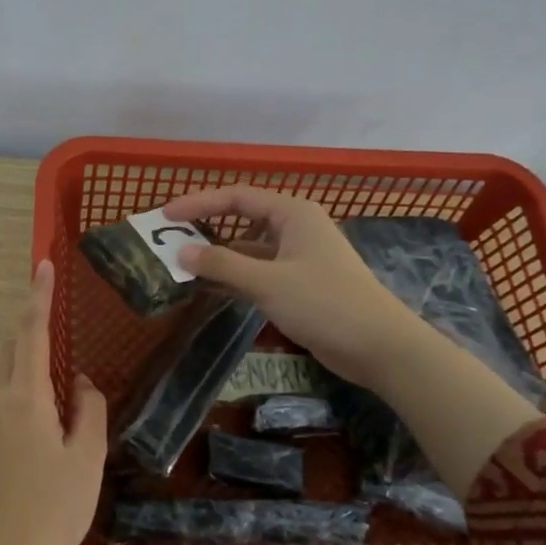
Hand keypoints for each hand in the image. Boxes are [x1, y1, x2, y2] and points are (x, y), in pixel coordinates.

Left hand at [0, 260, 107, 544]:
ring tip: (54, 405)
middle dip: (30, 338)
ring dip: (22, 374)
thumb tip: (79, 382)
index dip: (38, 296)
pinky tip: (34, 439)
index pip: (31, 332)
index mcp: (23, 397)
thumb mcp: (86, 459)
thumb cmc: (52, 508)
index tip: (42, 264)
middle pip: (8, 352)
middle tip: (60, 352)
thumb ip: (89, 410)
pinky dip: (13, 402)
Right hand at [164, 184, 415, 382]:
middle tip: (170, 241)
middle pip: (242, 220)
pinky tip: (208, 289)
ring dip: (218, 259)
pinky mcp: (299, 286)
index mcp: (292, 214)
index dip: (199, 203)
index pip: (237, 197)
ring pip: (248, 251)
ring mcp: (298, 259)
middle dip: (206, 230)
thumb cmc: (324, 303)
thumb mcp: (267, 282)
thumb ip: (222, 264)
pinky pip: (257, 274)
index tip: (166, 217)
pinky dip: (233, 279)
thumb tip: (181, 252)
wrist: (379, 347)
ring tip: (181, 267)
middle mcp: (295, 229)